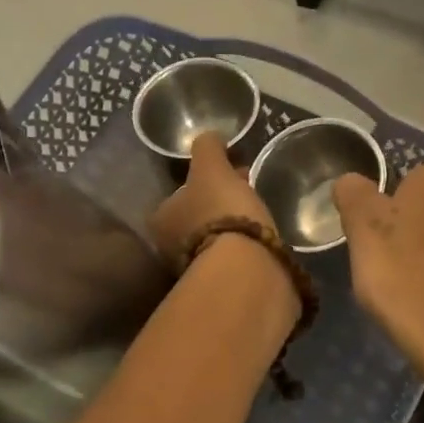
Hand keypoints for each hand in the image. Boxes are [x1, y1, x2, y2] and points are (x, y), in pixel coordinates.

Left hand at [149, 132, 276, 262]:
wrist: (246, 267)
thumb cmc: (221, 211)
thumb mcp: (212, 168)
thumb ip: (207, 148)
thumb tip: (209, 136)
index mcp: (161, 219)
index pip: (180, 194)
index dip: (207, 179)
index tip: (232, 171)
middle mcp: (170, 248)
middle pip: (197, 216)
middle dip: (219, 202)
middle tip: (247, 189)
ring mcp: (195, 271)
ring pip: (215, 237)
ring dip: (233, 225)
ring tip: (260, 213)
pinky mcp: (222, 285)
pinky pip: (232, 257)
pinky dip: (244, 246)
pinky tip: (262, 239)